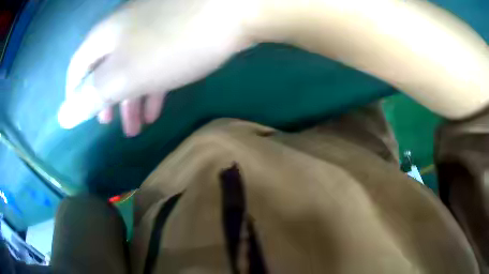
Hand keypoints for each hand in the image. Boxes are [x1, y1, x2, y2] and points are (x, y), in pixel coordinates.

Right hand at [59, 0, 255, 136]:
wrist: (232, 11)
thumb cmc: (172, 44)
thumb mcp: (122, 75)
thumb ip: (90, 95)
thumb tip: (62, 117)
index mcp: (104, 37)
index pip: (77, 67)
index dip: (75, 94)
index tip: (81, 116)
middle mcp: (123, 28)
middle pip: (105, 69)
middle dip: (106, 99)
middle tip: (109, 123)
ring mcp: (151, 27)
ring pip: (131, 68)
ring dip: (130, 99)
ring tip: (135, 127)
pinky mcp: (175, 32)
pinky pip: (154, 64)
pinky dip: (151, 87)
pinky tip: (156, 109)